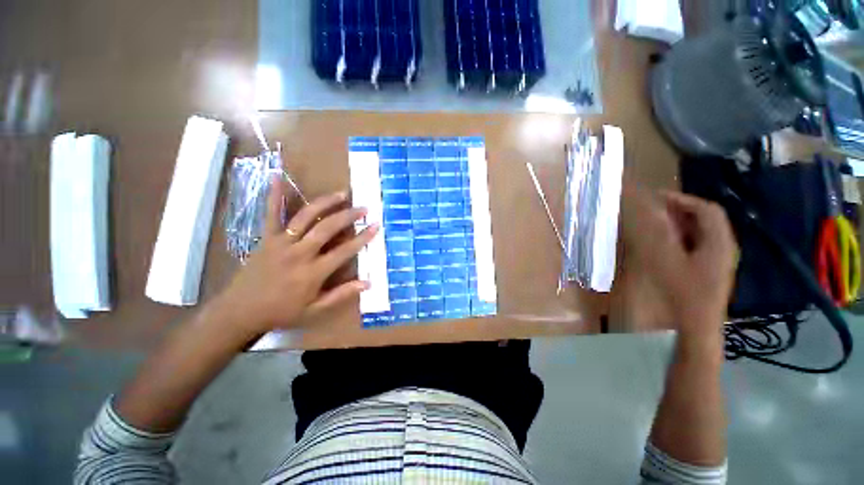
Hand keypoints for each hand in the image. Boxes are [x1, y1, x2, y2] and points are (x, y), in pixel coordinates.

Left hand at [213, 175, 378, 335]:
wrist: (240, 311)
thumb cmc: (281, 312)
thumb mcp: (315, 310)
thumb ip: (341, 295)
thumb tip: (367, 283)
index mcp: (313, 272)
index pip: (344, 251)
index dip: (362, 238)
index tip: (375, 226)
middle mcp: (299, 253)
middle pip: (327, 228)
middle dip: (348, 216)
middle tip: (363, 207)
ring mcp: (281, 243)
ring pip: (305, 217)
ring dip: (325, 203)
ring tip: (341, 194)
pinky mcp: (266, 238)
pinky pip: (271, 214)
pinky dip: (274, 195)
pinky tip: (277, 177)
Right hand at [621, 187, 737, 337]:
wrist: (695, 332)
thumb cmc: (682, 296)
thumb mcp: (666, 263)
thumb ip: (657, 235)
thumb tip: (647, 211)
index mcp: (718, 243)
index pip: (707, 210)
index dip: (682, 200)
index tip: (656, 198)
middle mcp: (722, 249)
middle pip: (705, 220)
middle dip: (678, 212)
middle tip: (651, 211)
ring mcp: (716, 262)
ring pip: (700, 234)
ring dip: (677, 225)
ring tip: (653, 226)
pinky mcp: (708, 273)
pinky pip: (695, 247)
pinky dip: (679, 240)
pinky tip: (662, 247)